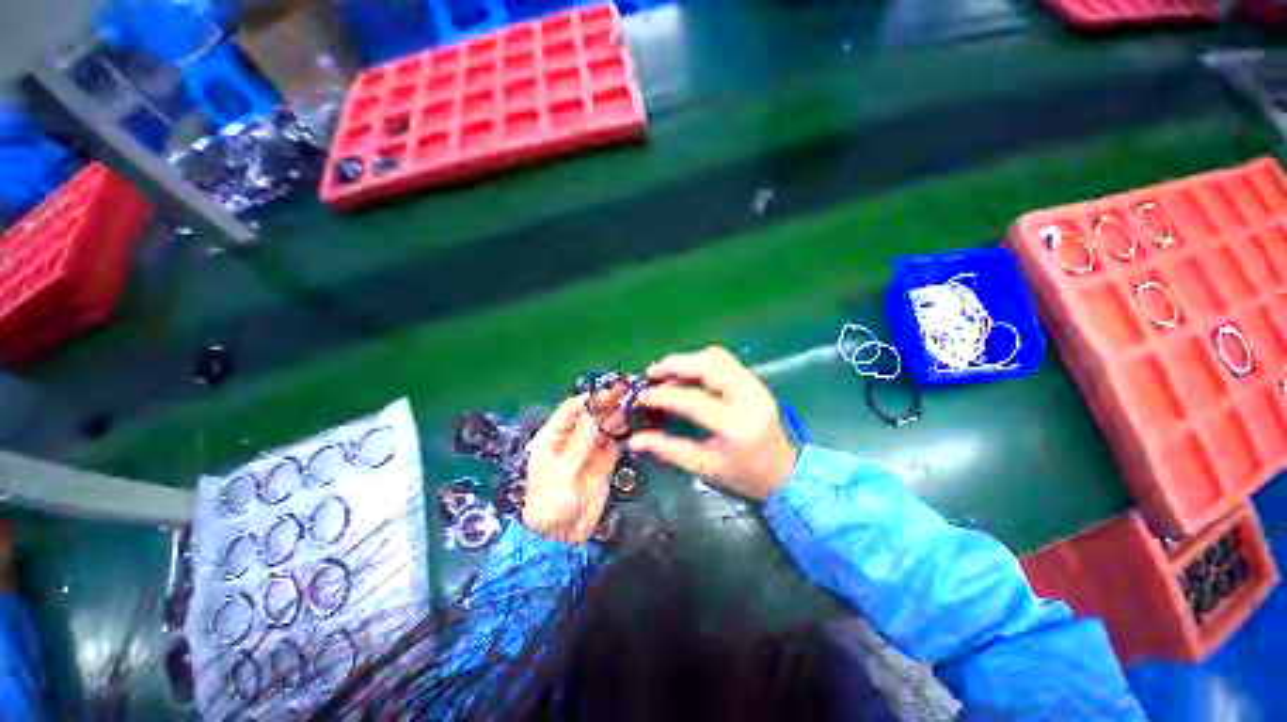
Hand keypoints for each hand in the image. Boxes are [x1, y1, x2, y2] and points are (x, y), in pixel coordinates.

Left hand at [523, 394, 623, 541]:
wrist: (561, 536)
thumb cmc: (551, 502)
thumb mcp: (562, 472)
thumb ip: (579, 443)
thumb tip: (593, 413)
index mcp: (553, 437)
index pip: (572, 409)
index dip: (591, 399)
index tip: (610, 394)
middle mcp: (572, 439)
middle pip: (591, 416)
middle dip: (608, 404)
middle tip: (628, 394)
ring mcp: (589, 451)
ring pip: (605, 427)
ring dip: (618, 417)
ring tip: (634, 407)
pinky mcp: (603, 463)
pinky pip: (614, 443)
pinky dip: (623, 434)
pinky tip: (633, 426)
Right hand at [628, 346, 797, 499]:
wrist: (783, 473)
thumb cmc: (743, 475)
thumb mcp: (704, 466)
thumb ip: (668, 449)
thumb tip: (634, 439)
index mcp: (736, 425)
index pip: (693, 400)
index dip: (663, 395)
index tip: (642, 396)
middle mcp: (748, 397)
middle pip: (709, 365)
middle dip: (675, 364)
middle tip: (652, 374)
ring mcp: (755, 385)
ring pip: (717, 357)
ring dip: (688, 360)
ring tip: (666, 373)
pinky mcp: (755, 381)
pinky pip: (724, 361)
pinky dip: (701, 363)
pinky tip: (687, 375)